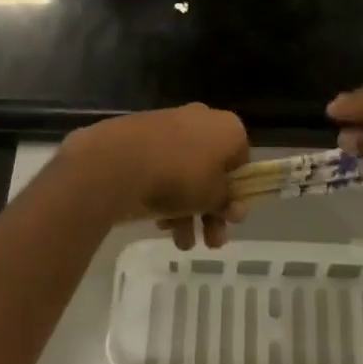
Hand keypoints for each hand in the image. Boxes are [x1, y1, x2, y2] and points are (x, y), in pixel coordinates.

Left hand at [56, 103, 249, 246]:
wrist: (120, 161)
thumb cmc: (180, 176)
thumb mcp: (214, 197)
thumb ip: (228, 202)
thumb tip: (235, 207)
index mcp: (228, 128)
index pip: (242, 162)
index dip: (237, 193)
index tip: (229, 219)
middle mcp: (203, 120)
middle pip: (213, 170)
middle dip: (211, 210)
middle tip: (210, 241)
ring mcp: (170, 125)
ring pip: (186, 172)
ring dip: (188, 211)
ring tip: (180, 243)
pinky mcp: (142, 135)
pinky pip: (162, 167)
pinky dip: (164, 194)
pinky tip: (159, 223)